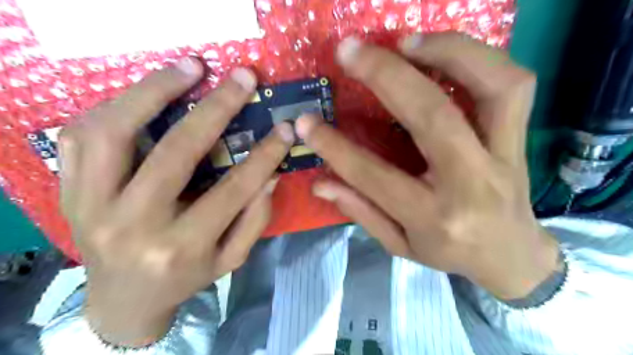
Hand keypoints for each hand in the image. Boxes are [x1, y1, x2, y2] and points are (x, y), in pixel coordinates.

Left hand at [57, 59, 294, 345]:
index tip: (284, 128)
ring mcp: (91, 206)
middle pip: (176, 153)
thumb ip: (254, 220)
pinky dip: (116, 104)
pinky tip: (147, 92)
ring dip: (155, 90)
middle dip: (217, 109)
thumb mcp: (230, 259)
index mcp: (181, 247)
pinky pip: (82, 136)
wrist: (122, 300)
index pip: (233, 190)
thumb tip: (270, 175)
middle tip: (242, 77)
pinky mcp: (68, 192)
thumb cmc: (186, 278)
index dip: (264, 155)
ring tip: (190, 67)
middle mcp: (134, 225)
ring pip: (114, 132)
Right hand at [299, 32, 557, 299]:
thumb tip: (320, 184)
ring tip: (406, 41)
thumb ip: (361, 211)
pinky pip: (512, 85)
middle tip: (350, 51)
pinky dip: (478, 57)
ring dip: (447, 52)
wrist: (512, 255)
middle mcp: (470, 183)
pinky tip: (442, 51)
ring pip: (492, 87)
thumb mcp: (400, 245)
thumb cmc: (449, 253)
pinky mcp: (519, 139)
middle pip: (432, 118)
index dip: (335, 147)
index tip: (307, 122)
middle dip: (386, 76)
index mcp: (432, 217)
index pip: (375, 176)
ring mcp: (504, 156)